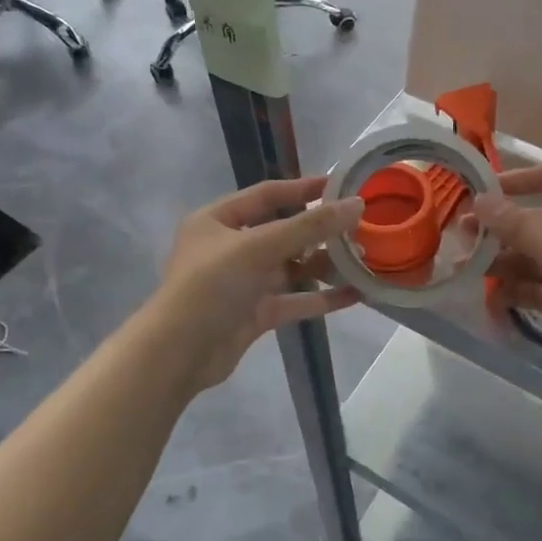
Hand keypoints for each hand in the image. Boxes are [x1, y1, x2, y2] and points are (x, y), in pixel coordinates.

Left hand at [152, 176, 363, 392]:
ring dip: (323, 264)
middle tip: (359, 227)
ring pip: (290, 268)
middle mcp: (229, 248)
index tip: (340, 185)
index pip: (266, 195)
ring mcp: (242, 283)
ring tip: (362, 260)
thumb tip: (356, 205)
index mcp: (217, 220)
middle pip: (282, 232)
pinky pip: (293, 300)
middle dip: (320, 231)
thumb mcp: (258, 247)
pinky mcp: (255, 314)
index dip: (303, 189)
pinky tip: (354, 294)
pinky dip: (321, 298)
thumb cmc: (211, 286)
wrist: (179, 354)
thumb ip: (309, 226)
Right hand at [473, 160, 541, 382]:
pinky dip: (519, 293)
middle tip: (462, 238)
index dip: (526, 177)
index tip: (488, 192)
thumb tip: (480, 199)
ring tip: (467, 270)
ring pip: (538, 259)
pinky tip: (491, 299)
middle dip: (504, 229)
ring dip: (506, 262)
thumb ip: (522, 228)